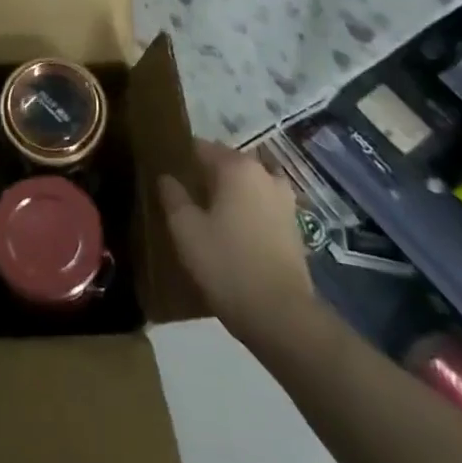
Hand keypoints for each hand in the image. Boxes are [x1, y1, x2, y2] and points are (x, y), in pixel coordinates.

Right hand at [158, 140, 314, 337]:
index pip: (202, 147)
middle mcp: (265, 174)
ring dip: (229, 193)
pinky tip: (232, 232)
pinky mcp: (294, 227)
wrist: (281, 315)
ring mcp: (285, 200)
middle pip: (227, 163)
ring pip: (247, 185)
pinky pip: (262, 206)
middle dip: (206, 175)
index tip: (167, 172)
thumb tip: (167, 177)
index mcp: (237, 167)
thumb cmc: (226, 263)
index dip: (182, 157)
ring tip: (208, 214)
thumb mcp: (185, 229)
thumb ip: (173, 196)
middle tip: (183, 195)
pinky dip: (247, 211)